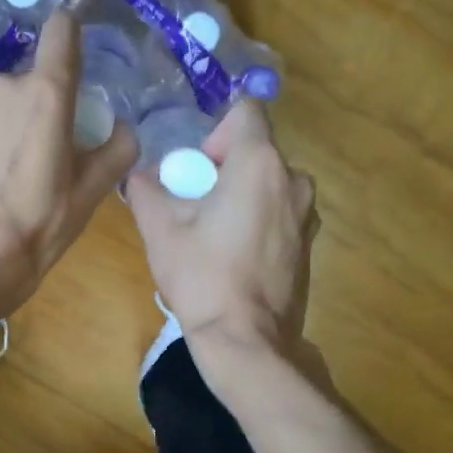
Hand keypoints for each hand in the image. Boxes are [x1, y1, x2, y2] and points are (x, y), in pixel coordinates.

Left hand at [0, 7, 136, 315]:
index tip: (80, 56)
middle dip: (49, 103)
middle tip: (58, 149)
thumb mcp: (94, 189)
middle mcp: (6, 87)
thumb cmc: (43, 219)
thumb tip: (122, 128)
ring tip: (24, 172)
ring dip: (20, 123)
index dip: (73, 33)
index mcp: (48, 92)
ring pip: (9, 103)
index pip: (61, 30)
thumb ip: (118, 148)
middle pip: (37, 78)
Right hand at [128, 99, 318, 357]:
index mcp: (260, 164)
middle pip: (255, 151)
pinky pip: (279, 212)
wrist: (247, 340)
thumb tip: (143, 176)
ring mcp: (307, 214)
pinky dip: (257, 220)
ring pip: (267, 183)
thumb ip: (146, 189)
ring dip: (240, 196)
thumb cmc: (203, 277)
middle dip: (222, 169)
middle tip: (194, 207)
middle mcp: (293, 180)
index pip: (245, 111)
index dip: (215, 131)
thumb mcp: (159, 229)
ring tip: (212, 235)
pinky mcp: (309, 244)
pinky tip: (234, 257)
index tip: (197, 169)